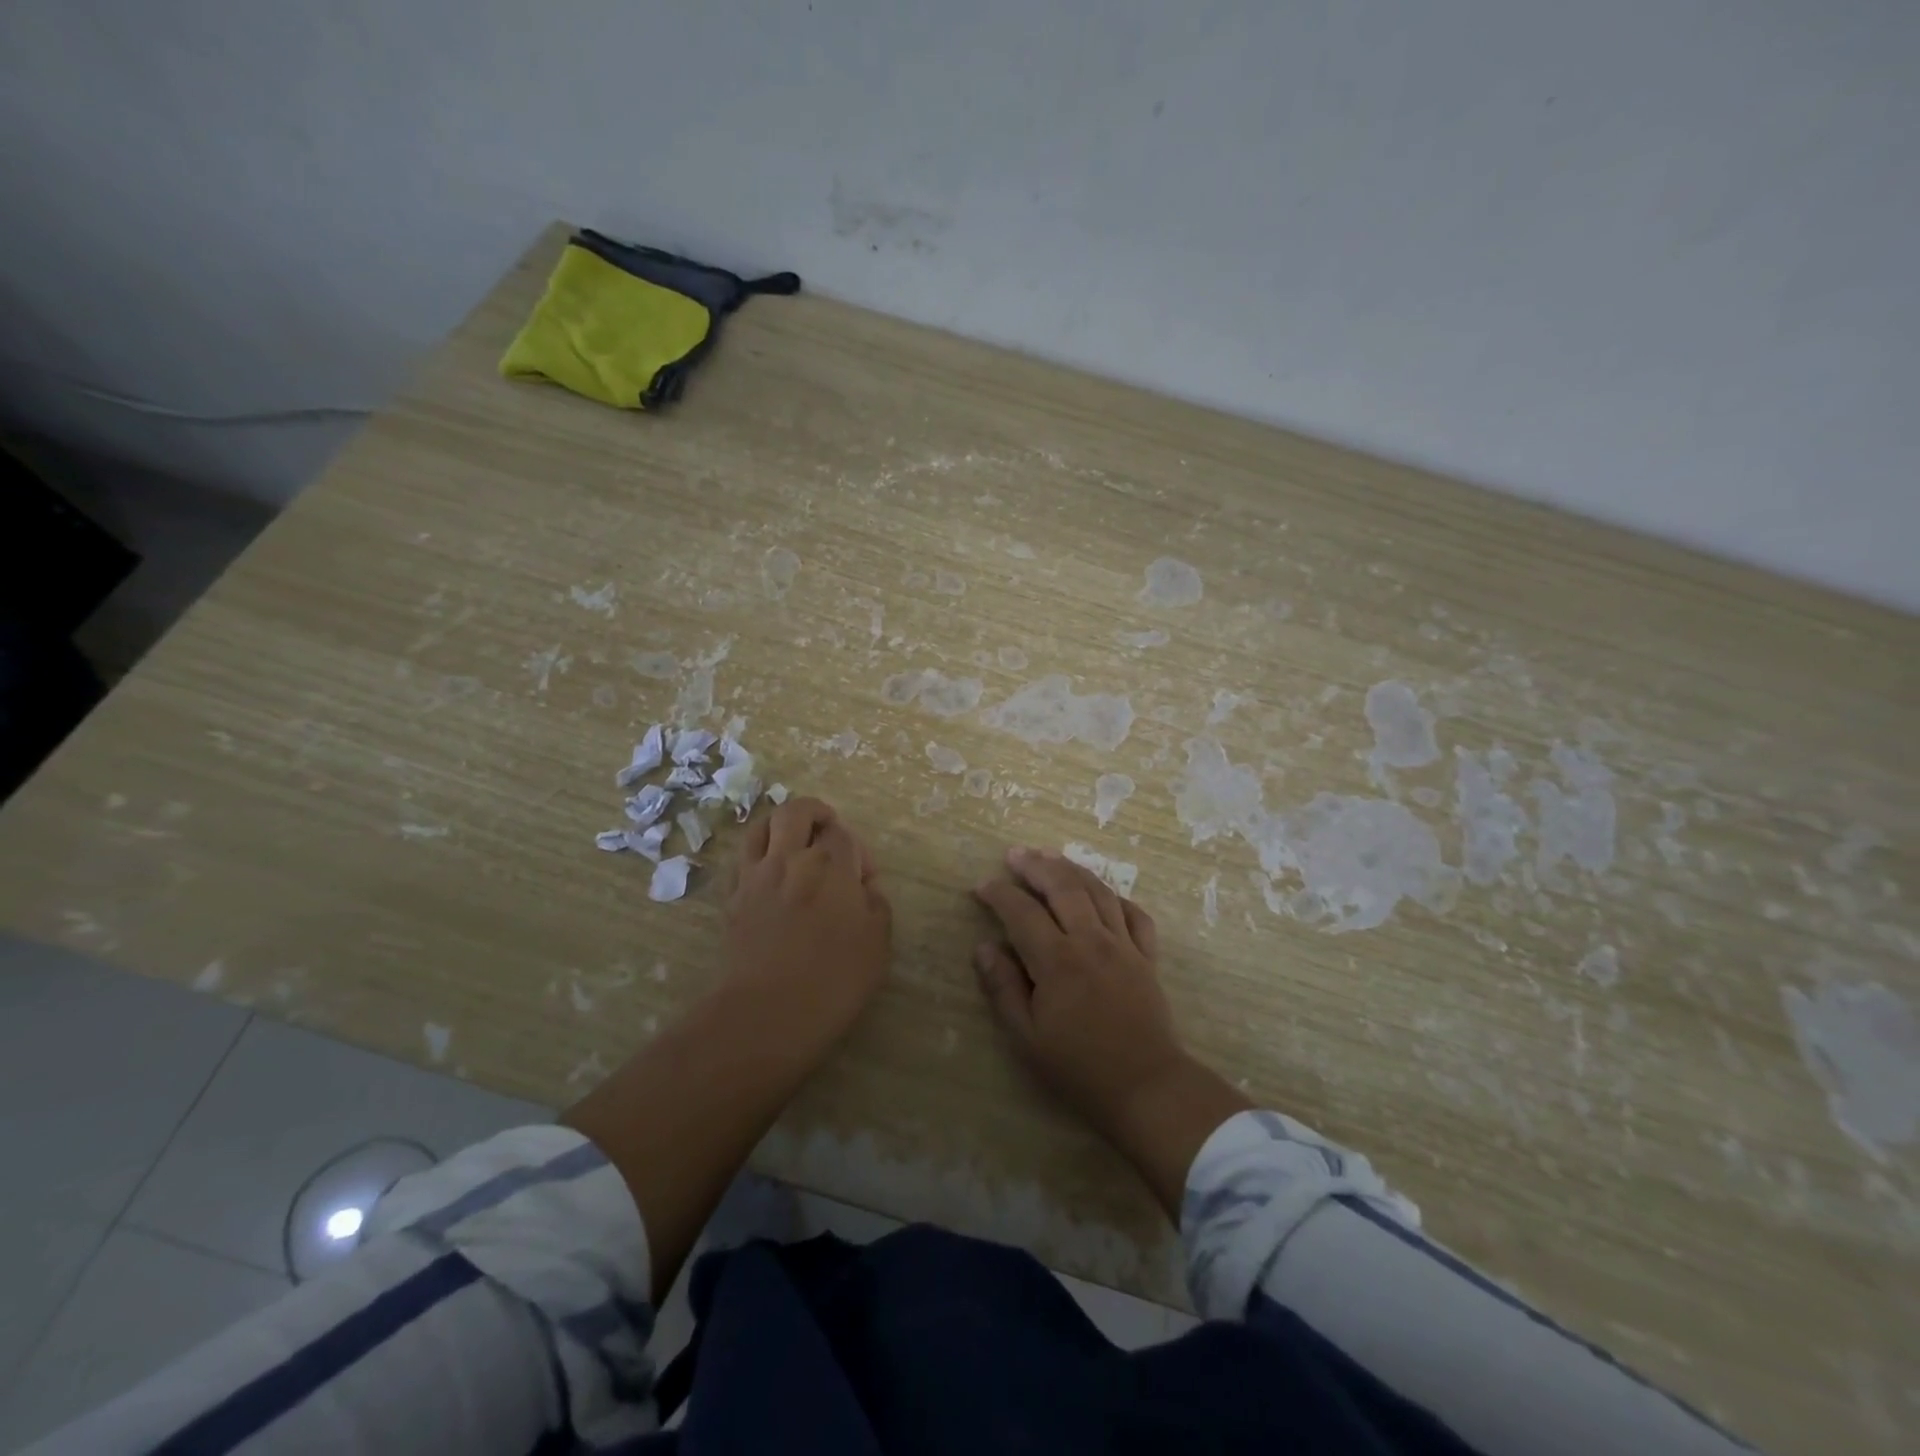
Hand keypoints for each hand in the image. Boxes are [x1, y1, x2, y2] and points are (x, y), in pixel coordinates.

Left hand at [725, 796, 891, 1052]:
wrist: (767, 1013)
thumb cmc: (833, 980)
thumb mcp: (878, 942)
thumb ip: (876, 903)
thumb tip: (863, 887)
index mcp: (831, 864)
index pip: (844, 834)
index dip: (858, 851)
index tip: (863, 881)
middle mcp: (790, 858)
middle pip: (797, 811)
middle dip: (816, 814)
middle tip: (828, 834)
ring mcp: (755, 876)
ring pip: (761, 826)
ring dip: (780, 826)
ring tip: (794, 843)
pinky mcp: (732, 898)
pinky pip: (741, 859)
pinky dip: (756, 855)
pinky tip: (768, 874)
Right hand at [973, 846, 1250, 1219]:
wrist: (1146, 1086)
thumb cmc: (1079, 1067)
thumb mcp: (1027, 1037)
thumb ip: (1004, 988)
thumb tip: (984, 948)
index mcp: (1057, 961)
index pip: (1022, 912)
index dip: (1000, 894)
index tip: (982, 886)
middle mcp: (1090, 941)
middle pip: (1063, 887)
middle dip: (1036, 866)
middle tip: (1016, 854)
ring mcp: (1124, 945)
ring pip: (1098, 891)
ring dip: (1072, 869)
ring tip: (1052, 856)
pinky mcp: (1147, 956)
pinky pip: (1135, 914)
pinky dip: (1116, 897)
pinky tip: (1103, 893)